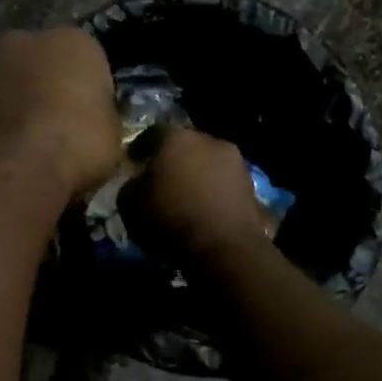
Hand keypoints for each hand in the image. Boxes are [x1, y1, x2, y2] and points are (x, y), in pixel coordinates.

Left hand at [0, 29, 121, 198]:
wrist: (15, 170)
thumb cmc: (77, 143)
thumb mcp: (113, 133)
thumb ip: (100, 115)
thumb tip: (93, 122)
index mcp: (71, 41)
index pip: (87, 60)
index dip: (89, 90)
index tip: (91, 117)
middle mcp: (24, 42)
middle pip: (41, 64)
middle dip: (46, 87)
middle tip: (57, 126)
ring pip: (8, 84)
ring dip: (16, 105)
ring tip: (27, 146)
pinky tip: (4, 156)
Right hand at [131, 128, 276, 265]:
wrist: (224, 246)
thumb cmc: (171, 217)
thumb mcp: (130, 204)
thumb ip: (130, 185)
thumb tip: (136, 182)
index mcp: (176, 137)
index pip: (152, 134)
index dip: (140, 148)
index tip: (133, 162)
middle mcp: (208, 140)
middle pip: (184, 146)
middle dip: (172, 160)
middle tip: (161, 180)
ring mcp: (235, 161)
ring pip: (207, 163)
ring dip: (197, 175)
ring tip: (186, 197)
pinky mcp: (251, 185)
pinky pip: (224, 183)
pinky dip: (213, 191)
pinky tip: (205, 209)